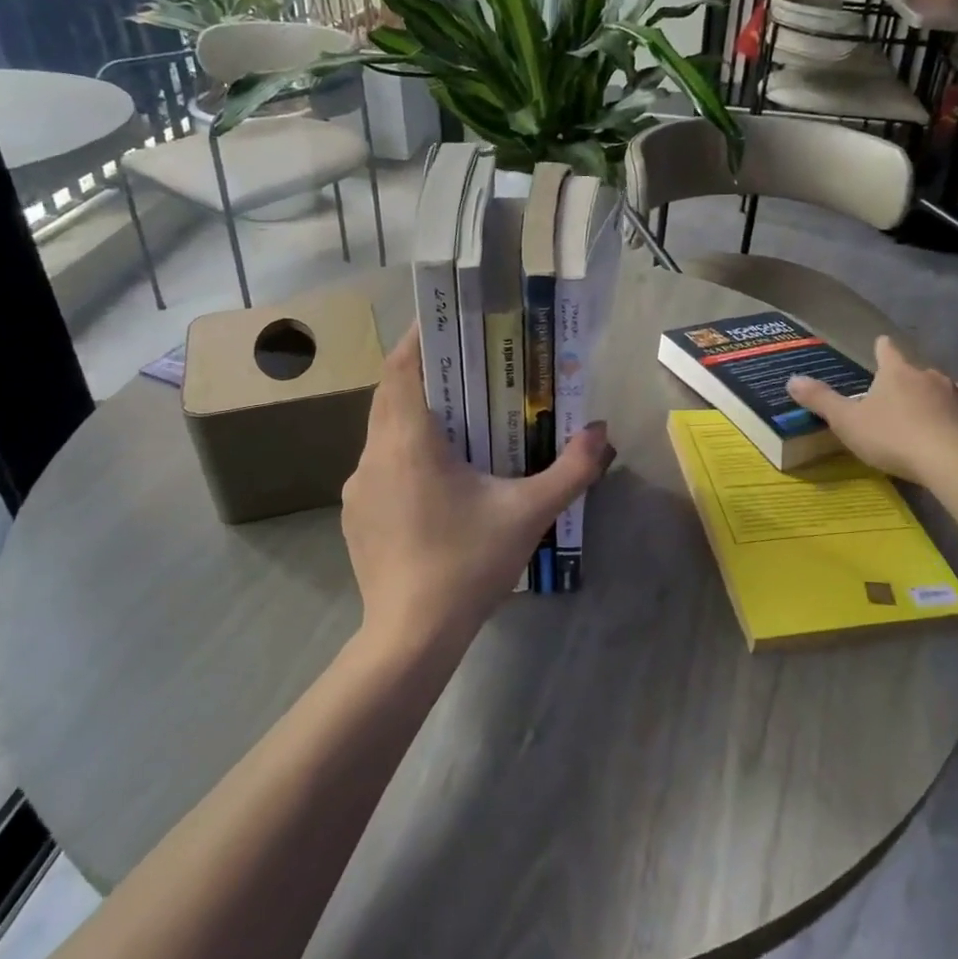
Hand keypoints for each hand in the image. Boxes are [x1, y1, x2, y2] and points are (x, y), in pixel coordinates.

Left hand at [341, 325, 613, 652]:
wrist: (411, 637)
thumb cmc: (467, 564)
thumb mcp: (528, 513)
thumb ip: (570, 470)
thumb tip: (601, 433)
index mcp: (408, 442)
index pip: (401, 368)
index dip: (419, 338)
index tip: (446, 321)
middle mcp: (373, 455)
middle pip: (391, 394)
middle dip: (425, 374)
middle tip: (467, 367)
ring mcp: (358, 487)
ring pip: (383, 431)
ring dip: (415, 415)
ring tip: (458, 420)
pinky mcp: (356, 515)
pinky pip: (379, 464)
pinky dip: (405, 452)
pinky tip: (438, 479)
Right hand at [786, 336, 957, 484]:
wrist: (951, 462)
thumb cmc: (892, 437)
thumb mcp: (847, 421)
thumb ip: (820, 400)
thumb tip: (790, 379)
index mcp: (897, 374)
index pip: (888, 351)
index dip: (883, 348)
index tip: (882, 344)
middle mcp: (932, 378)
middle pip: (921, 371)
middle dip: (912, 379)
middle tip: (902, 391)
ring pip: (953, 391)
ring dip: (945, 396)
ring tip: (940, 406)